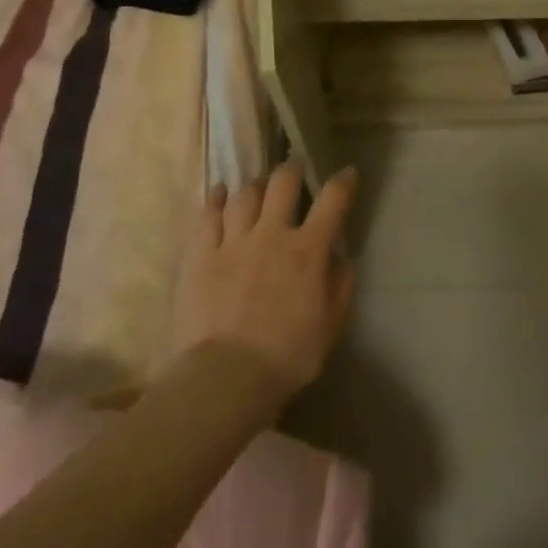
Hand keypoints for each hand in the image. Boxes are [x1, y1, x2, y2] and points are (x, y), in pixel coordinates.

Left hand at [174, 162, 356, 397]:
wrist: (225, 378)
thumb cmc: (286, 356)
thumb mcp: (330, 326)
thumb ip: (340, 287)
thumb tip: (341, 258)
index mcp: (308, 250)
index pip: (333, 201)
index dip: (343, 181)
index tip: (347, 173)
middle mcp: (272, 234)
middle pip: (283, 183)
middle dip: (292, 170)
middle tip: (294, 170)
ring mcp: (233, 242)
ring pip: (244, 195)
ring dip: (255, 186)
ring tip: (257, 187)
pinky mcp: (200, 256)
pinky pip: (207, 216)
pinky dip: (215, 200)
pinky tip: (218, 194)